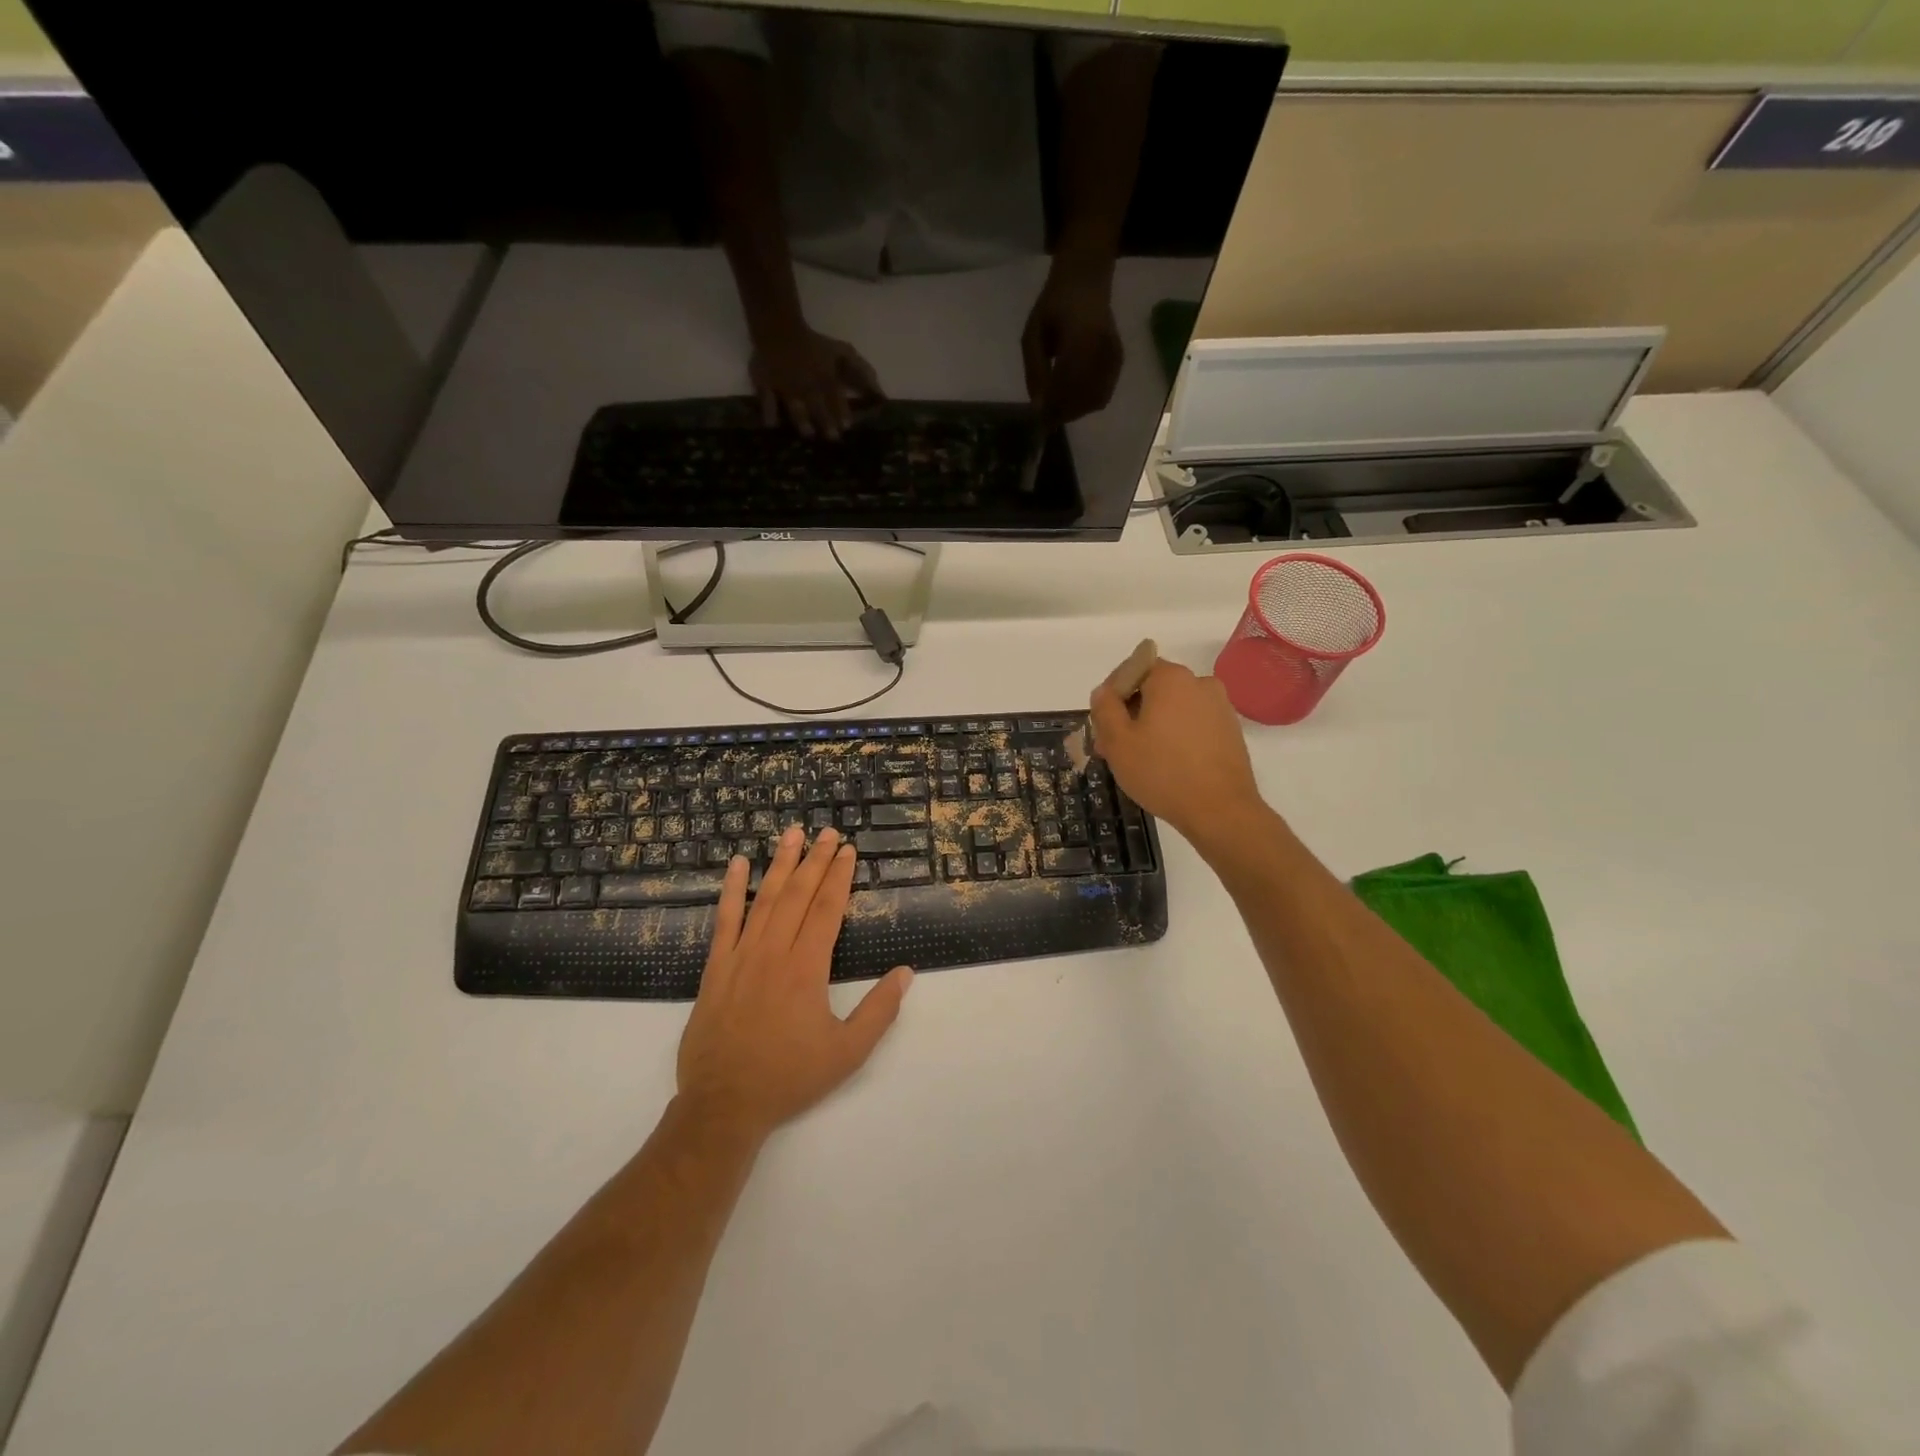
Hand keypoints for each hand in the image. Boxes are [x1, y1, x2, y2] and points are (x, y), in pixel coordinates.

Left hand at [677, 825, 912, 1140]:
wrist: (723, 1105)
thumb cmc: (789, 1078)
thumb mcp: (847, 1053)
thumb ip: (879, 1011)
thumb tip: (905, 972)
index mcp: (806, 969)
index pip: (827, 909)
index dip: (839, 877)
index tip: (847, 851)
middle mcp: (774, 953)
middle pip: (798, 895)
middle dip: (815, 860)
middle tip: (827, 832)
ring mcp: (740, 957)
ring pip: (764, 899)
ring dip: (780, 864)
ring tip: (792, 834)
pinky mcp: (715, 969)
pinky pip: (724, 920)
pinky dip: (731, 890)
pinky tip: (737, 865)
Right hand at [750, 325, 882, 439]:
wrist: (778, 327)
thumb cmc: (814, 344)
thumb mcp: (842, 353)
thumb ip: (862, 372)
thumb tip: (882, 396)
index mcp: (825, 376)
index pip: (836, 398)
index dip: (843, 412)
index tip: (847, 427)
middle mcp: (807, 384)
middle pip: (818, 406)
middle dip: (826, 422)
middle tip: (832, 437)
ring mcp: (785, 386)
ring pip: (795, 406)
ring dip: (802, 421)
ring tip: (808, 434)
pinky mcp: (764, 385)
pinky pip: (766, 400)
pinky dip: (769, 412)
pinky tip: (772, 425)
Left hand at [1021, 262, 1122, 425]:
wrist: (1086, 281)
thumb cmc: (1054, 306)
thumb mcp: (1033, 333)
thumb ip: (1034, 369)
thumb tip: (1038, 406)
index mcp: (1080, 339)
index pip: (1066, 385)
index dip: (1052, 406)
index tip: (1038, 419)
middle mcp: (1101, 350)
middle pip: (1082, 398)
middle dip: (1063, 413)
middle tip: (1046, 419)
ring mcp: (1113, 357)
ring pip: (1095, 400)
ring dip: (1075, 411)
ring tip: (1058, 409)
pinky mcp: (1118, 361)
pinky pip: (1103, 394)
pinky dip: (1087, 404)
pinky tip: (1073, 399)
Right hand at [1089, 660, 1263, 852]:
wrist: (1221, 811)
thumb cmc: (1162, 772)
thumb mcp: (1117, 742)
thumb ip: (1104, 708)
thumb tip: (1104, 692)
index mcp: (1171, 678)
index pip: (1133, 668)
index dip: (1113, 694)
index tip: (1103, 725)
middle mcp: (1200, 683)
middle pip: (1154, 689)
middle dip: (1131, 713)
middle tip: (1114, 748)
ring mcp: (1220, 707)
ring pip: (1174, 708)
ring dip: (1153, 726)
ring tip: (1139, 760)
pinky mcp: (1231, 731)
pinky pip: (1193, 724)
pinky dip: (1176, 736)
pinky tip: (1167, 765)